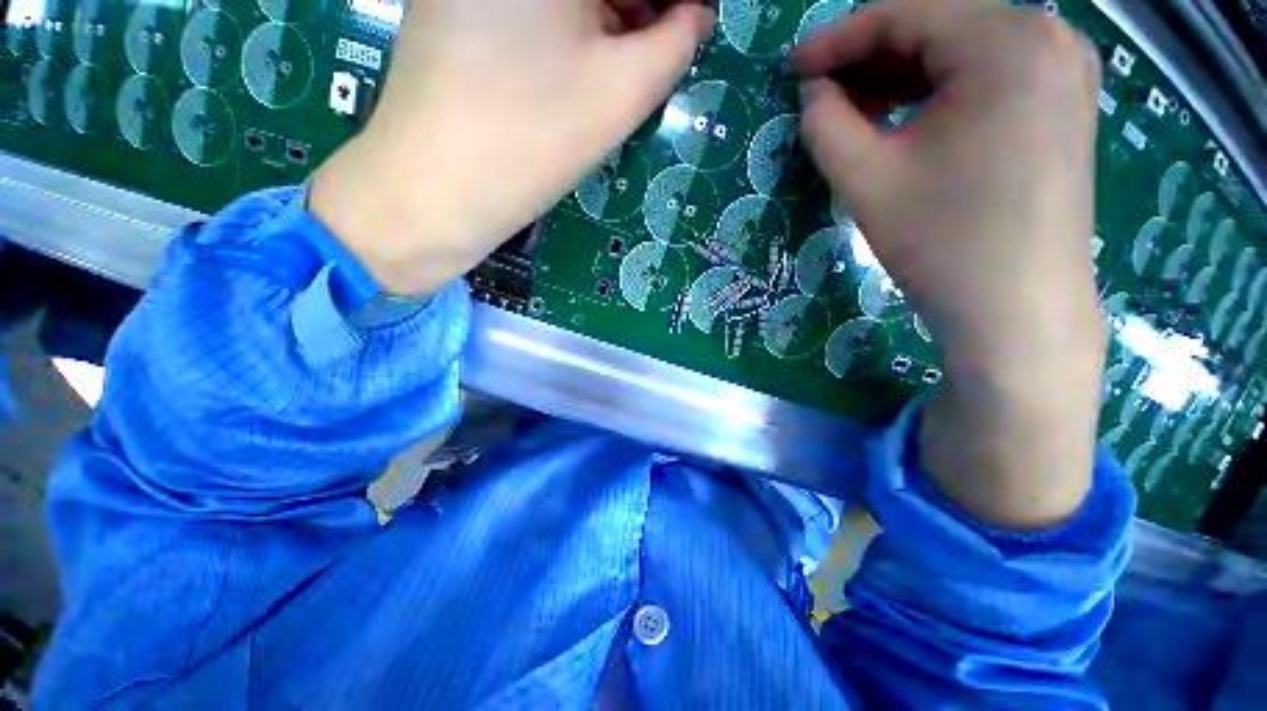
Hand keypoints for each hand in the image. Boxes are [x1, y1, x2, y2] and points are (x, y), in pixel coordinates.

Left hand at [312, 0, 715, 295]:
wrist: (436, 191)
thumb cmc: (534, 138)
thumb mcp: (623, 91)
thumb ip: (676, 43)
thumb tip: (696, 16)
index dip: (669, 5)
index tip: (686, 30)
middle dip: (638, 9)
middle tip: (663, 47)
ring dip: (607, 17)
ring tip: (627, 62)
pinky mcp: (452, 6)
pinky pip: (531, 9)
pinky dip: (569, 26)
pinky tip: (580, 65)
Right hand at [795, 0, 1106, 528]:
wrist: (1019, 324)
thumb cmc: (944, 254)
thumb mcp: (871, 181)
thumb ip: (834, 124)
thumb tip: (811, 90)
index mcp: (1006, 48)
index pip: (902, 11)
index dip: (836, 36)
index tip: (789, 68)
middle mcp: (1039, 47)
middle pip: (929, 22)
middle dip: (860, 52)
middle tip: (805, 88)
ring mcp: (1048, 81)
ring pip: (948, 52)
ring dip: (887, 75)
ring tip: (836, 109)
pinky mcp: (1042, 117)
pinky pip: (965, 82)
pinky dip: (917, 95)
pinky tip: (884, 126)